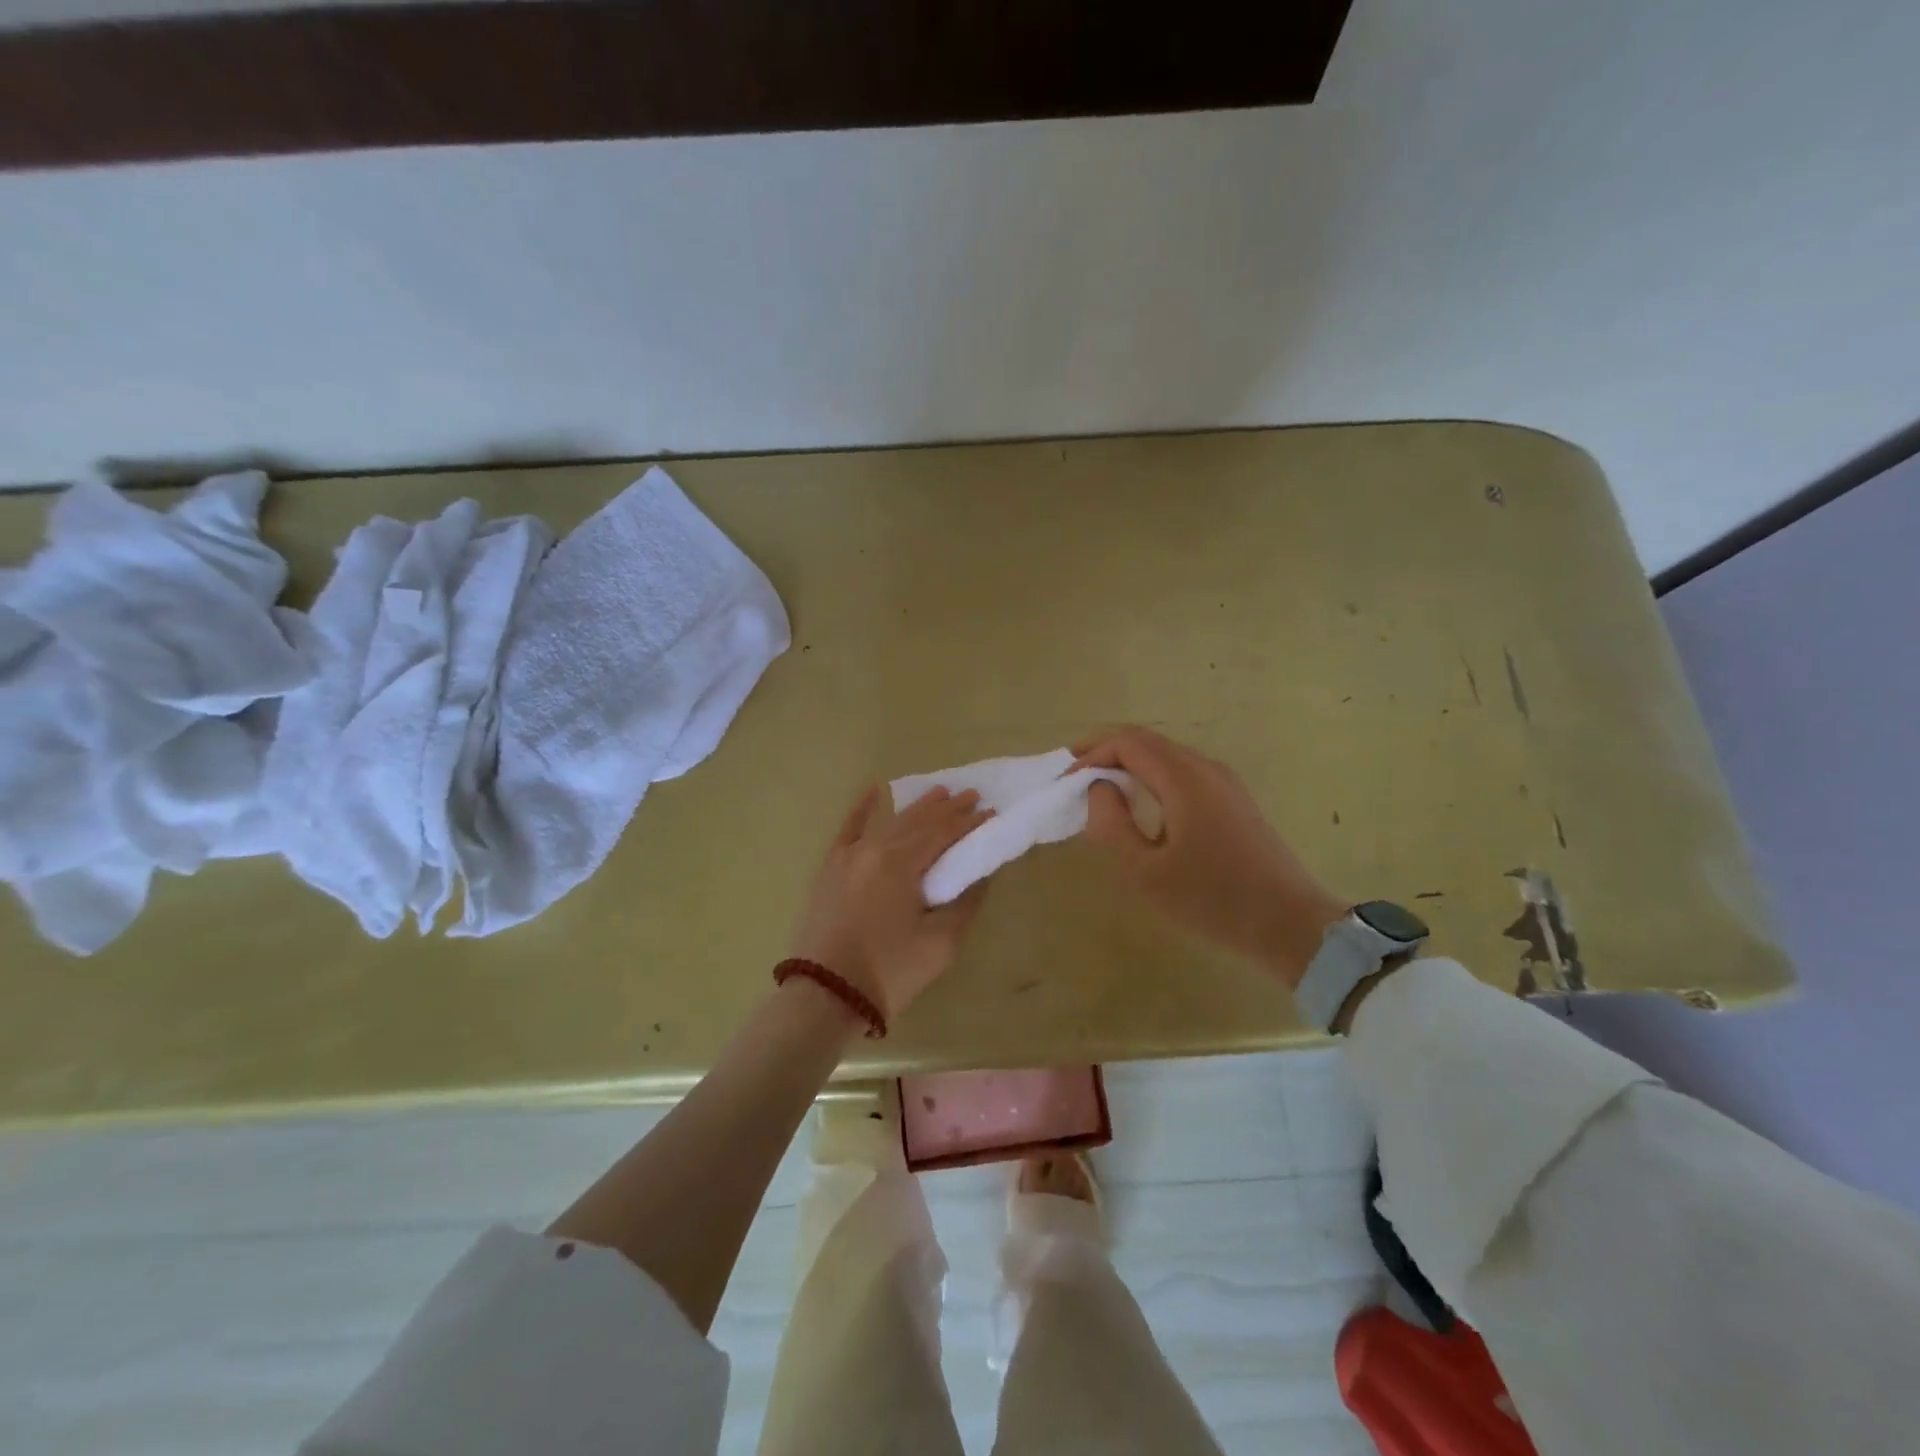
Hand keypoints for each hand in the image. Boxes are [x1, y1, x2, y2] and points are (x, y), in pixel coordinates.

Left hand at [789, 785, 993, 1021]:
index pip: (943, 833)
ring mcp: (849, 856)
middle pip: (918, 822)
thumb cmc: (890, 970)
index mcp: (901, 862)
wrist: (826, 995)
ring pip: (889, 822)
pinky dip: (862, 809)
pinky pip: (848, 830)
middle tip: (972, 795)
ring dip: (917, 807)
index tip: (990, 812)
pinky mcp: (830, 869)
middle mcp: (875, 849)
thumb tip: (978, 876)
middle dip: (948, 808)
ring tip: (940, 792)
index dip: (969, 823)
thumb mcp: (941, 943)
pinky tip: (874, 790)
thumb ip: (964, 903)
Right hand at [1072, 726, 1346, 987]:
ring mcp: (1225, 782)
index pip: (1128, 742)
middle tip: (1075, 777)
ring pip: (1167, 755)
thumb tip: (1098, 789)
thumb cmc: (1213, 901)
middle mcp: (1206, 768)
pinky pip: (1184, 772)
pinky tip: (1141, 804)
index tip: (1065, 781)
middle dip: (1106, 751)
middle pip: (1147, 741)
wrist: (1291, 926)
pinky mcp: (1235, 800)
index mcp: (1184, 779)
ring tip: (1101, 789)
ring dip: (1130, 764)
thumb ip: (1112, 825)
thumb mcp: (1147, 872)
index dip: (1091, 753)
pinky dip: (1152, 776)